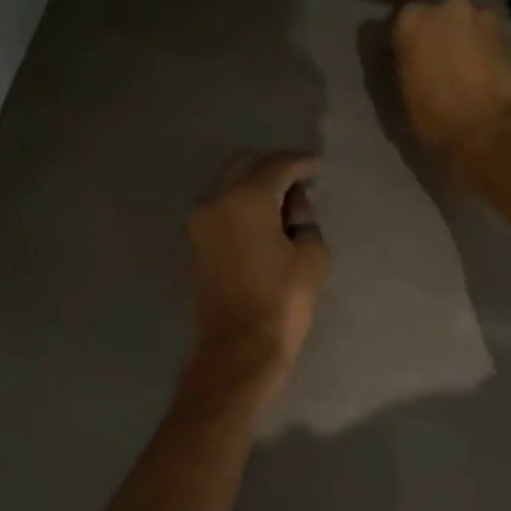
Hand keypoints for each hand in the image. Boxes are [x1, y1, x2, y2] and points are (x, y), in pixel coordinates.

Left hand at [185, 151, 332, 404]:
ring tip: (281, 201)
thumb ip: (305, 219)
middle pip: (246, 163)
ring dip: (254, 182)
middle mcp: (215, 199)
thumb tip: (293, 205)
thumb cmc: (282, 302)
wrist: (238, 347)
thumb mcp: (312, 256)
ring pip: (227, 182)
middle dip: (274, 166)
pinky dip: (239, 201)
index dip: (302, 163)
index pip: (278, 165)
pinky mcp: (193, 240)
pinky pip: (218, 205)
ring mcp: (198, 220)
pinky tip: (261, 218)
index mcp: (247, 198)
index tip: (318, 167)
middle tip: (300, 181)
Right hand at [391, 0, 510, 183]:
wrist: (492, 134)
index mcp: (411, 20)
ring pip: (461, 23)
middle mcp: (446, 6)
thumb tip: (396, 58)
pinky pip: (486, 36)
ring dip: (457, 39)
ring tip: (458, 69)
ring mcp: (483, 16)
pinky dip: (481, 49)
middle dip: (428, 36)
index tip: (395, 64)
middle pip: (430, 16)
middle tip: (428, 65)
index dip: (392, 47)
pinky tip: (480, 73)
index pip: (389, 25)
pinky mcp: (510, 33)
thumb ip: (392, 68)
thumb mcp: (397, 98)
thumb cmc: (434, 121)